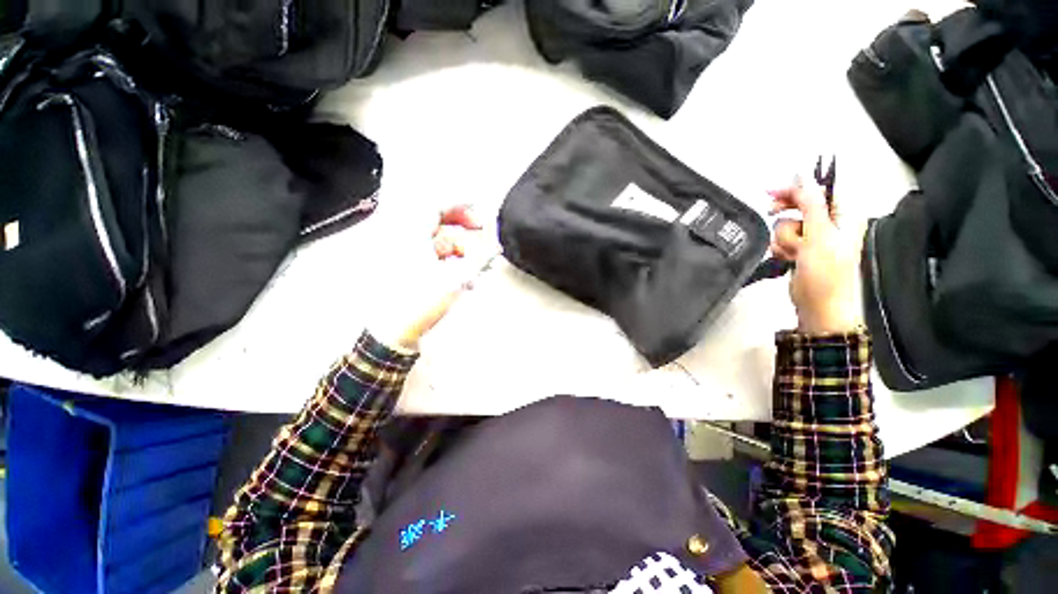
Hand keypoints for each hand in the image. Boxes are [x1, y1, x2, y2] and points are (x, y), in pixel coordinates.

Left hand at [375, 205, 484, 351]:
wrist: (393, 333)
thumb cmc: (418, 304)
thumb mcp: (454, 279)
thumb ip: (478, 260)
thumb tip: (494, 247)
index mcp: (411, 236)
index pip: (435, 206)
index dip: (459, 204)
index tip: (478, 209)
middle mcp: (407, 241)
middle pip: (440, 224)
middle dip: (464, 230)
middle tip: (482, 234)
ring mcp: (407, 257)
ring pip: (441, 244)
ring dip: (462, 252)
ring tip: (477, 267)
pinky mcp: (410, 271)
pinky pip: (436, 258)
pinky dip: (452, 263)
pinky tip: (465, 278)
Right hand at [769, 178, 862, 334]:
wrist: (819, 305)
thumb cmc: (825, 272)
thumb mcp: (818, 235)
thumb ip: (810, 204)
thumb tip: (804, 176)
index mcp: (844, 215)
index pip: (820, 191)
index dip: (797, 188)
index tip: (771, 191)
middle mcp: (830, 224)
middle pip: (802, 206)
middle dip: (787, 213)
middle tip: (770, 212)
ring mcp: (814, 239)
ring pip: (788, 225)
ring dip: (784, 237)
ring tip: (792, 252)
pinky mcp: (801, 252)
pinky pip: (783, 240)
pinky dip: (781, 247)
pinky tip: (786, 257)